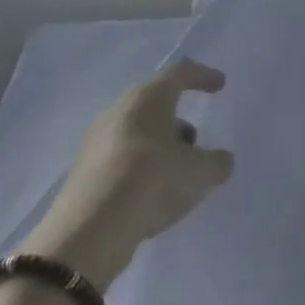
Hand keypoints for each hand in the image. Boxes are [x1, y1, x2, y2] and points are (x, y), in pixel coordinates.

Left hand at [23, 59, 233, 284]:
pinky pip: (123, 159)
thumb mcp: (200, 173)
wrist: (89, 231)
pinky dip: (142, 169)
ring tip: (178, 176)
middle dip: (179, 122)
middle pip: (156, 105)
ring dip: (161, 148)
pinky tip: (153, 194)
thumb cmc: (152, 180)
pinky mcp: (84, 171)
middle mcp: (119, 111)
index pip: (179, 73)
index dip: (203, 76)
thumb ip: (217, 162)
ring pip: (139, 134)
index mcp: (148, 98)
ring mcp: (96, 141)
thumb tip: (219, 160)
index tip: (220, 85)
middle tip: (197, 144)